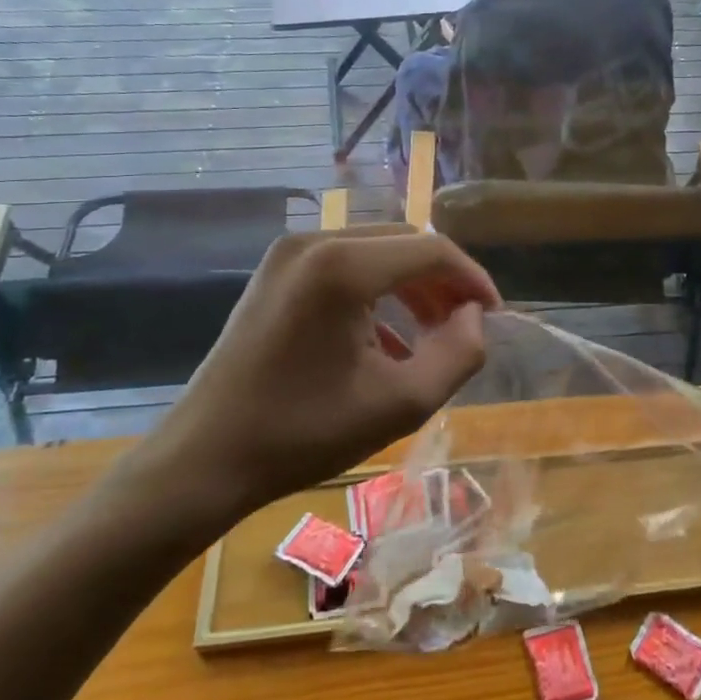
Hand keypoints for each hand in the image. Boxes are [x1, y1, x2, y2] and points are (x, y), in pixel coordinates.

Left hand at [119, 229, 499, 542]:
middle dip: (443, 281)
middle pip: (404, 243)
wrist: (206, 458)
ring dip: (411, 287)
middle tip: (465, 326)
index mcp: (344, 266)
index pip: (432, 250)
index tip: (494, 317)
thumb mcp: (401, 403)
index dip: (473, 279)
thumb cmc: (304, 433)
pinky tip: (386, 341)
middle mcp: (315, 241)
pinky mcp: (275, 273)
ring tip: (432, 334)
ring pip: (375, 252)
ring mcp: (288, 254)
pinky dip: (376, 293)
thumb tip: (476, 317)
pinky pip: (344, 267)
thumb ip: (459, 354)